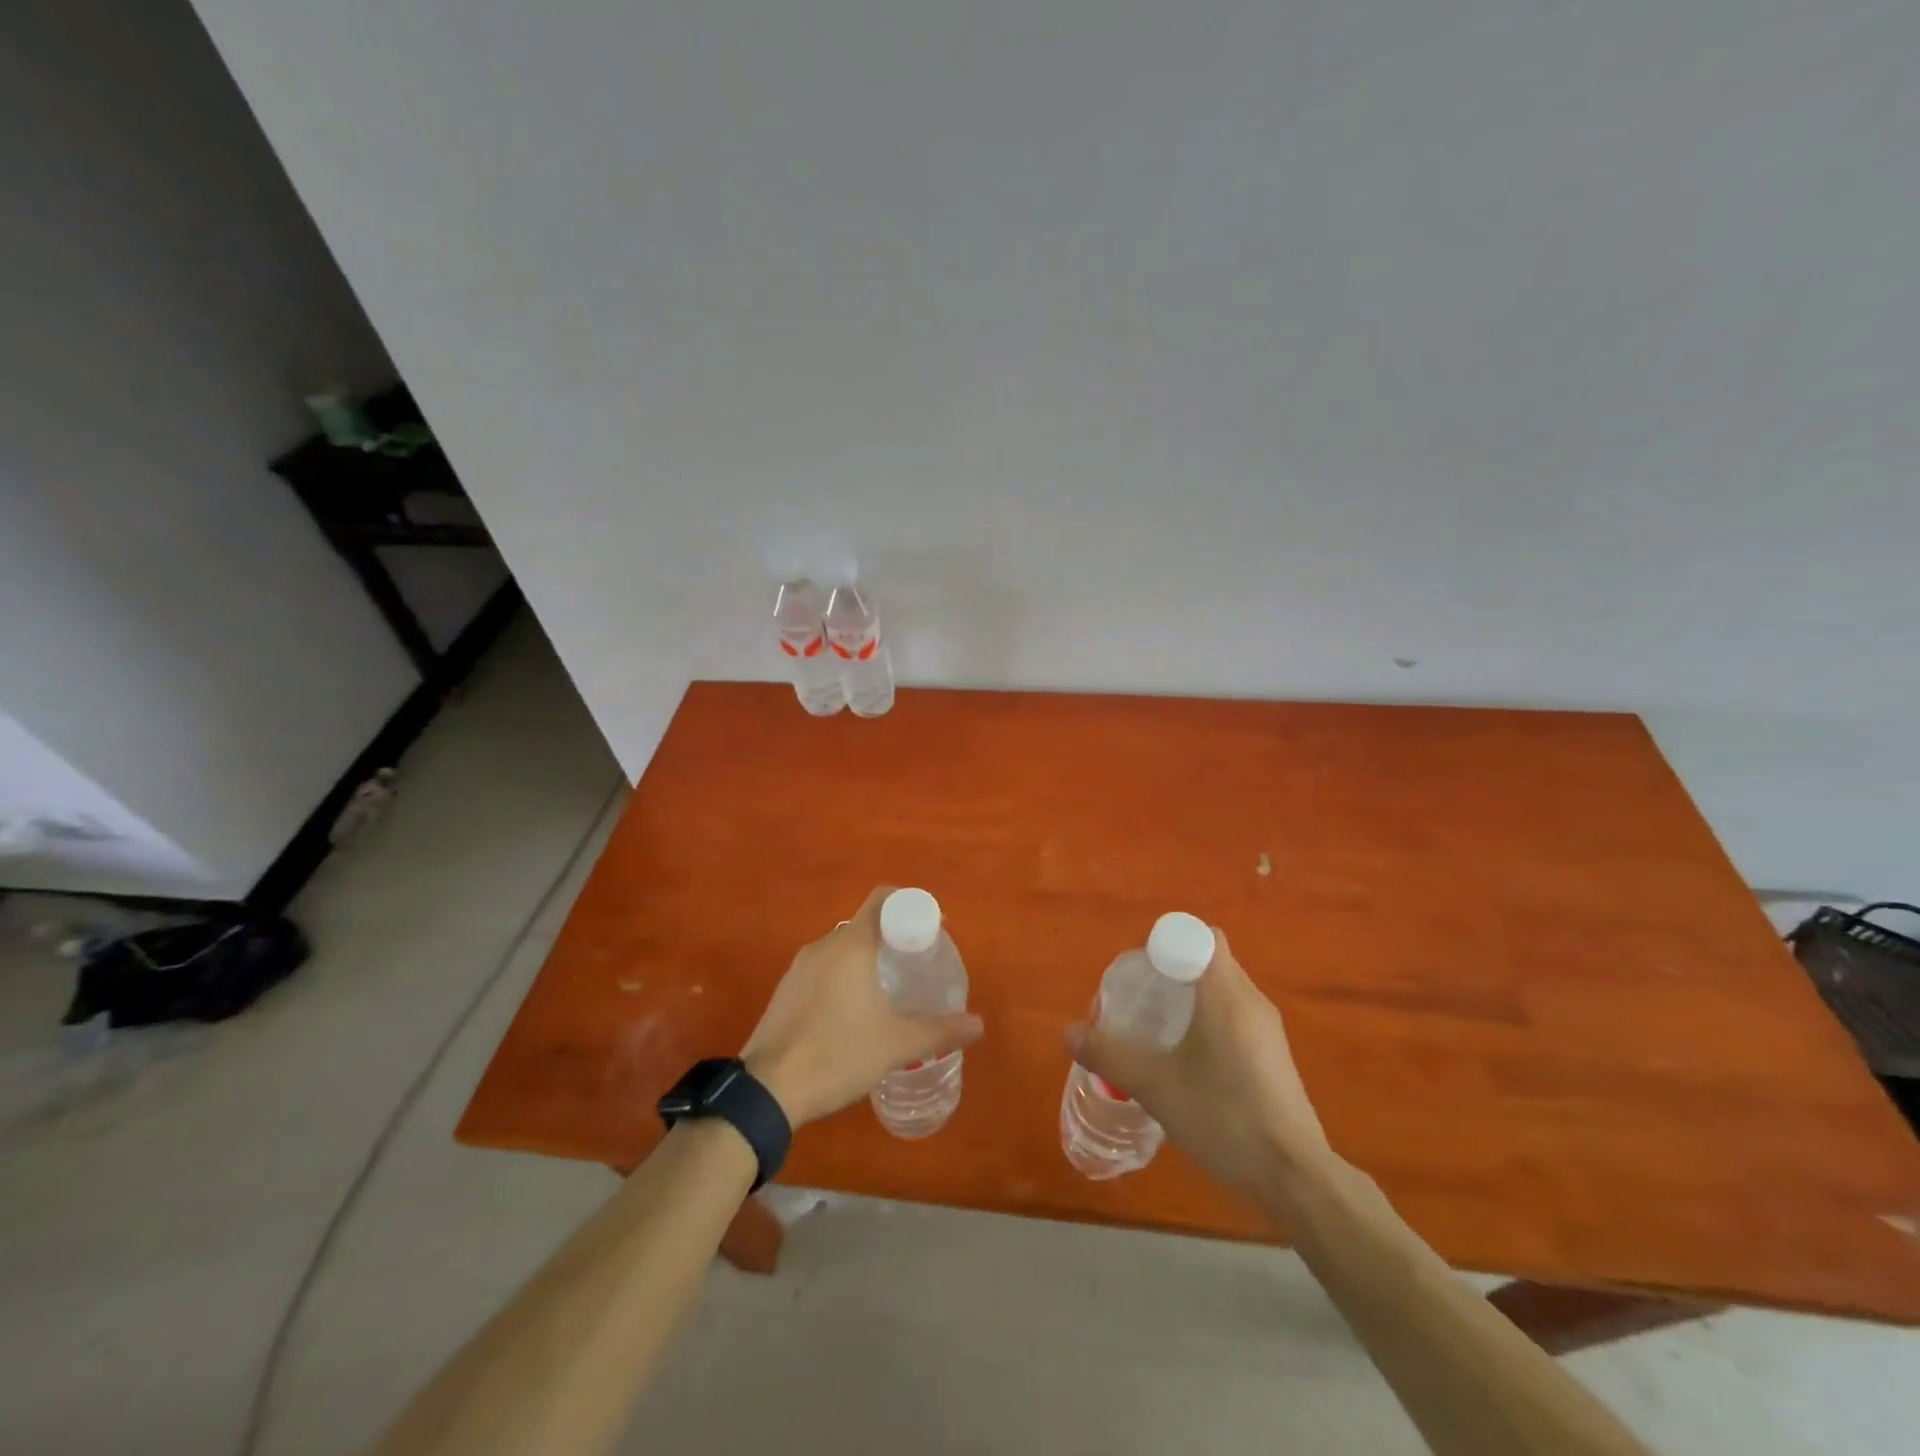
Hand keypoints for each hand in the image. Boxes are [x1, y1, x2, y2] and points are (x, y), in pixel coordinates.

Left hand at [742, 886, 983, 1127]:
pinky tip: (853, 1014)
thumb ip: (940, 1031)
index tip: (930, 929)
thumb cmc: (838, 1053)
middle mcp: (824, 945)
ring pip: (841, 950)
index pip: (883, 899)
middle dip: (892, 939)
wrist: (766, 1091)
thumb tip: (979, 1025)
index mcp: (852, 944)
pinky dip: (843, 978)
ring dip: (866, 961)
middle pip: (864, 925)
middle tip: (916, 967)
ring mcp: (799, 968)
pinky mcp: (785, 992)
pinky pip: (822, 971)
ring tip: (889, 992)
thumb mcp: (897, 1045)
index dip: (909, 905)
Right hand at [1065, 928, 1326, 1194]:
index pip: (1198, 935)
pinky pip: (1235, 1016)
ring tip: (1156, 1030)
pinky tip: (1188, 1061)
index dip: (1166, 943)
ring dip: (1189, 998)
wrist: (1294, 1177)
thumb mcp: (1155, 1086)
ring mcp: (1267, 1029)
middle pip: (1208, 960)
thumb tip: (1070, 1032)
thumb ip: (1109, 1055)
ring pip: (1222, 990)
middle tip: (1138, 1000)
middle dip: (1171, 970)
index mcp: (1225, 993)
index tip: (1140, 972)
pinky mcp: (1274, 1056)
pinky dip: (1208, 1021)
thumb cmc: (1223, 1116)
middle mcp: (1251, 1000)